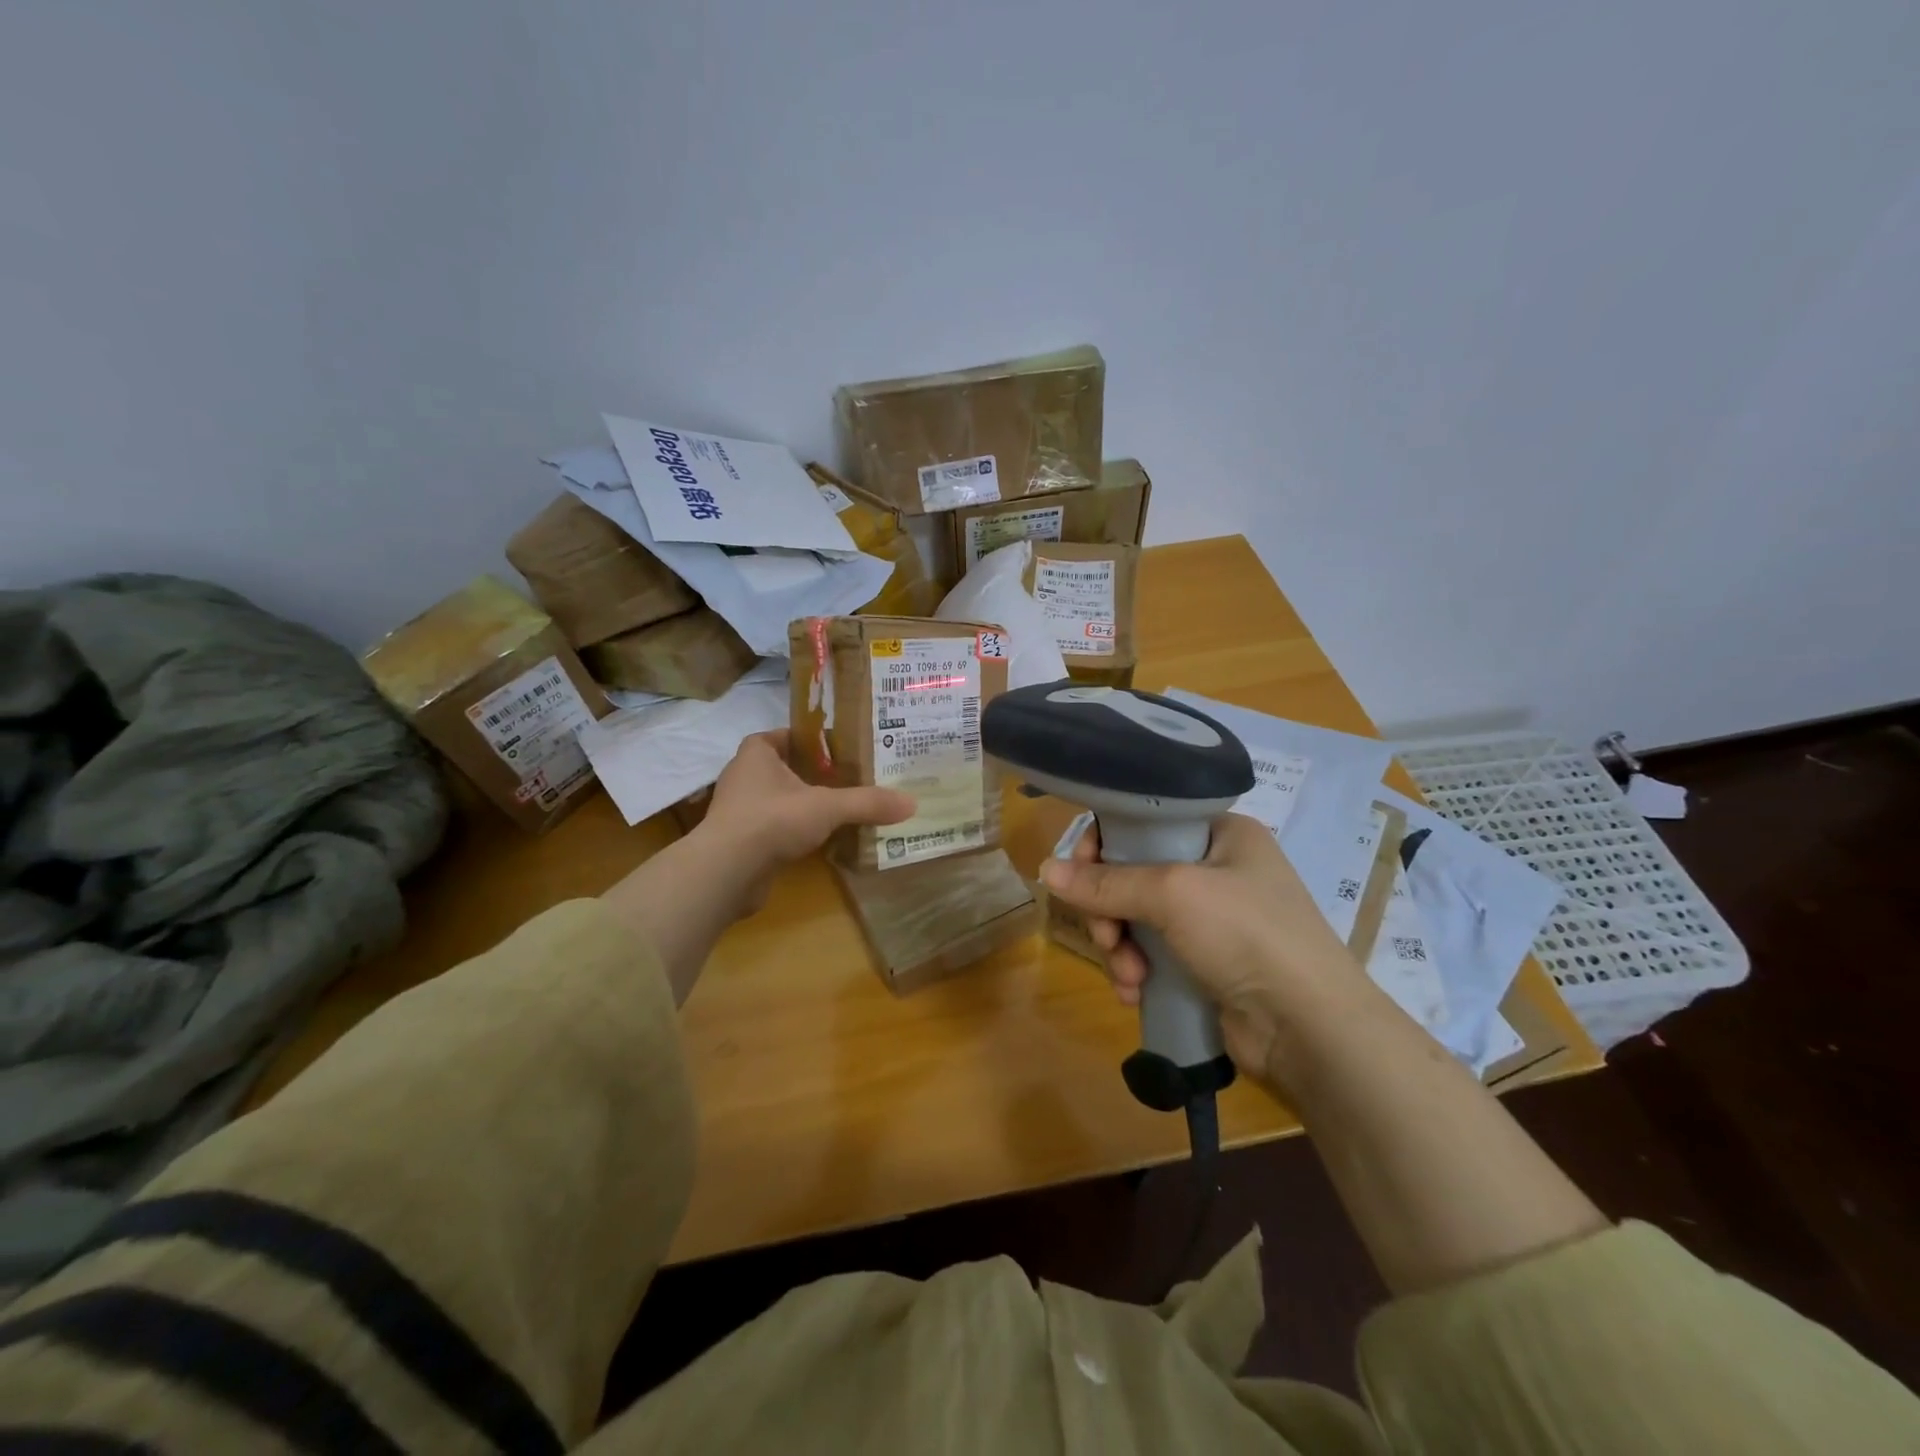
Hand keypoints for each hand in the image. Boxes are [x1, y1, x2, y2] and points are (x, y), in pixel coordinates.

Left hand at [695, 731, 913, 910]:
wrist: (727, 873)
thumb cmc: (772, 820)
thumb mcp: (827, 807)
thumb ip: (867, 803)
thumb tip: (912, 803)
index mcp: (756, 755)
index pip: (781, 736)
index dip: (806, 739)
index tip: (835, 749)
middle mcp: (743, 778)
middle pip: (782, 768)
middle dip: (811, 773)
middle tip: (847, 778)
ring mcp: (739, 812)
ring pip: (778, 800)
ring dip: (803, 804)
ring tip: (839, 808)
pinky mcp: (741, 842)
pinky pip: (773, 828)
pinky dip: (794, 831)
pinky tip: (820, 839)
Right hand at [1038, 813, 1367, 1080]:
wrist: (1310, 1028)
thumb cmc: (1246, 935)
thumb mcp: (1173, 895)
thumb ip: (1105, 882)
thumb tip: (1044, 870)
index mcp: (1221, 833)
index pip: (1145, 820)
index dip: (1105, 843)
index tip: (1079, 874)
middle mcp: (1217, 869)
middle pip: (1134, 874)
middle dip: (1111, 910)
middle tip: (1108, 936)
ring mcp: (1213, 920)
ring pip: (1137, 918)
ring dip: (1120, 947)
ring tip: (1128, 976)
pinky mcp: (1207, 963)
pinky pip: (1152, 954)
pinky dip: (1137, 971)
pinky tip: (1135, 993)